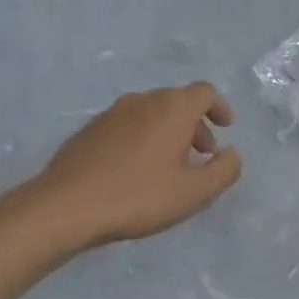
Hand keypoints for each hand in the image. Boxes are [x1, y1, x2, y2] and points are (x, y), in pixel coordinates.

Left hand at [32, 82, 242, 248]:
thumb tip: (232, 154)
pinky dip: (142, 138)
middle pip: (177, 101)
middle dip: (195, 124)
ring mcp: (111, 114)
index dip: (219, 107)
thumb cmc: (139, 196)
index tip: (226, 128)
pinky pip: (127, 126)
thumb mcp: (194, 192)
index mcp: (172, 108)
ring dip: (168, 132)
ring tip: (170, 165)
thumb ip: (224, 171)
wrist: (66, 207)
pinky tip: (136, 171)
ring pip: (150, 113)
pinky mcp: (89, 131)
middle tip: (202, 154)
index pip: (204, 92)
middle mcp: (142, 101)